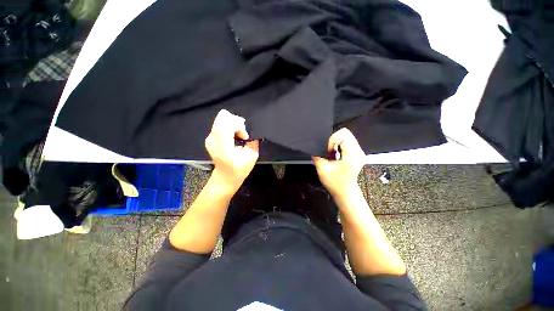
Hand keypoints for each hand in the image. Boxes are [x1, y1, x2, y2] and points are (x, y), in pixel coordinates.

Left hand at [205, 109, 258, 192]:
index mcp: (222, 145)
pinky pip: (221, 123)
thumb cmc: (239, 169)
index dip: (239, 126)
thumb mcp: (252, 156)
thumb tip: (252, 132)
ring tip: (238, 137)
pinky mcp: (210, 136)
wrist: (225, 177)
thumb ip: (253, 142)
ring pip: (222, 118)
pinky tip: (233, 137)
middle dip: (237, 122)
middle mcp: (213, 138)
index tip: (245, 137)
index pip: (227, 123)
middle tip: (242, 135)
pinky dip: (230, 127)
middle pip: (224, 116)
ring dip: (234, 124)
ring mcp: (210, 137)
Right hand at [313, 128, 364, 196]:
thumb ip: (317, 157)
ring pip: (347, 136)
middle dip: (334, 140)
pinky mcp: (356, 153)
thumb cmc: (335, 182)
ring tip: (332, 153)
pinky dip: (339, 145)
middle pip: (346, 133)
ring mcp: (358, 152)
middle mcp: (358, 150)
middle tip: (329, 151)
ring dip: (336, 142)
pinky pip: (347, 141)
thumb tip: (314, 150)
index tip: (328, 151)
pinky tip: (336, 154)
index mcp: (351, 154)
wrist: (345, 192)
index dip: (331, 140)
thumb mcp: (323, 170)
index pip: (343, 134)